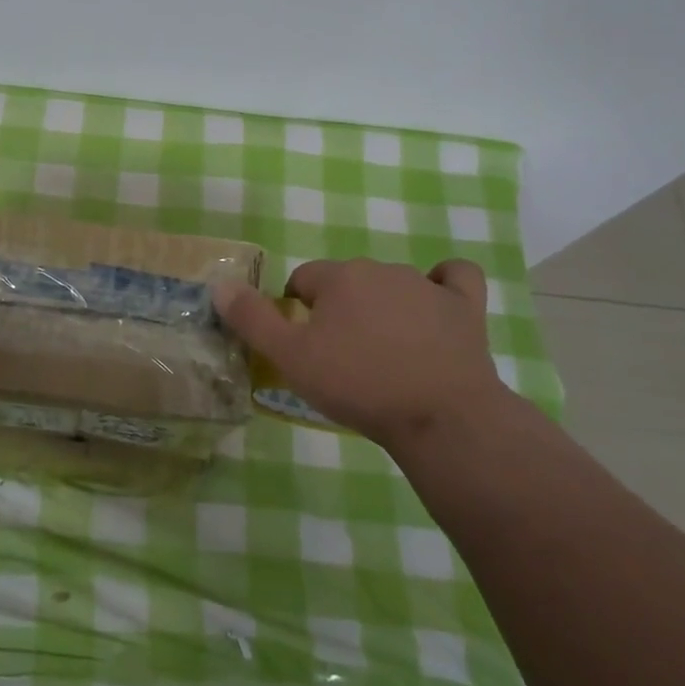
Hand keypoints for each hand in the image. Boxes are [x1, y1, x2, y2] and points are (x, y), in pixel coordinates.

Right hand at [214, 257, 509, 449]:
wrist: (440, 416)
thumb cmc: (358, 385)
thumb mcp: (290, 358)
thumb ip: (252, 318)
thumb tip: (220, 284)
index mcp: (337, 277)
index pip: (303, 279)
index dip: (297, 310)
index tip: (306, 347)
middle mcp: (379, 269)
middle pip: (347, 281)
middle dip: (339, 309)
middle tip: (342, 357)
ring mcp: (426, 284)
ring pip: (392, 284)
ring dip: (382, 307)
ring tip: (386, 355)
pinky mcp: (464, 306)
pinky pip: (454, 278)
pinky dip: (444, 286)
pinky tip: (437, 306)